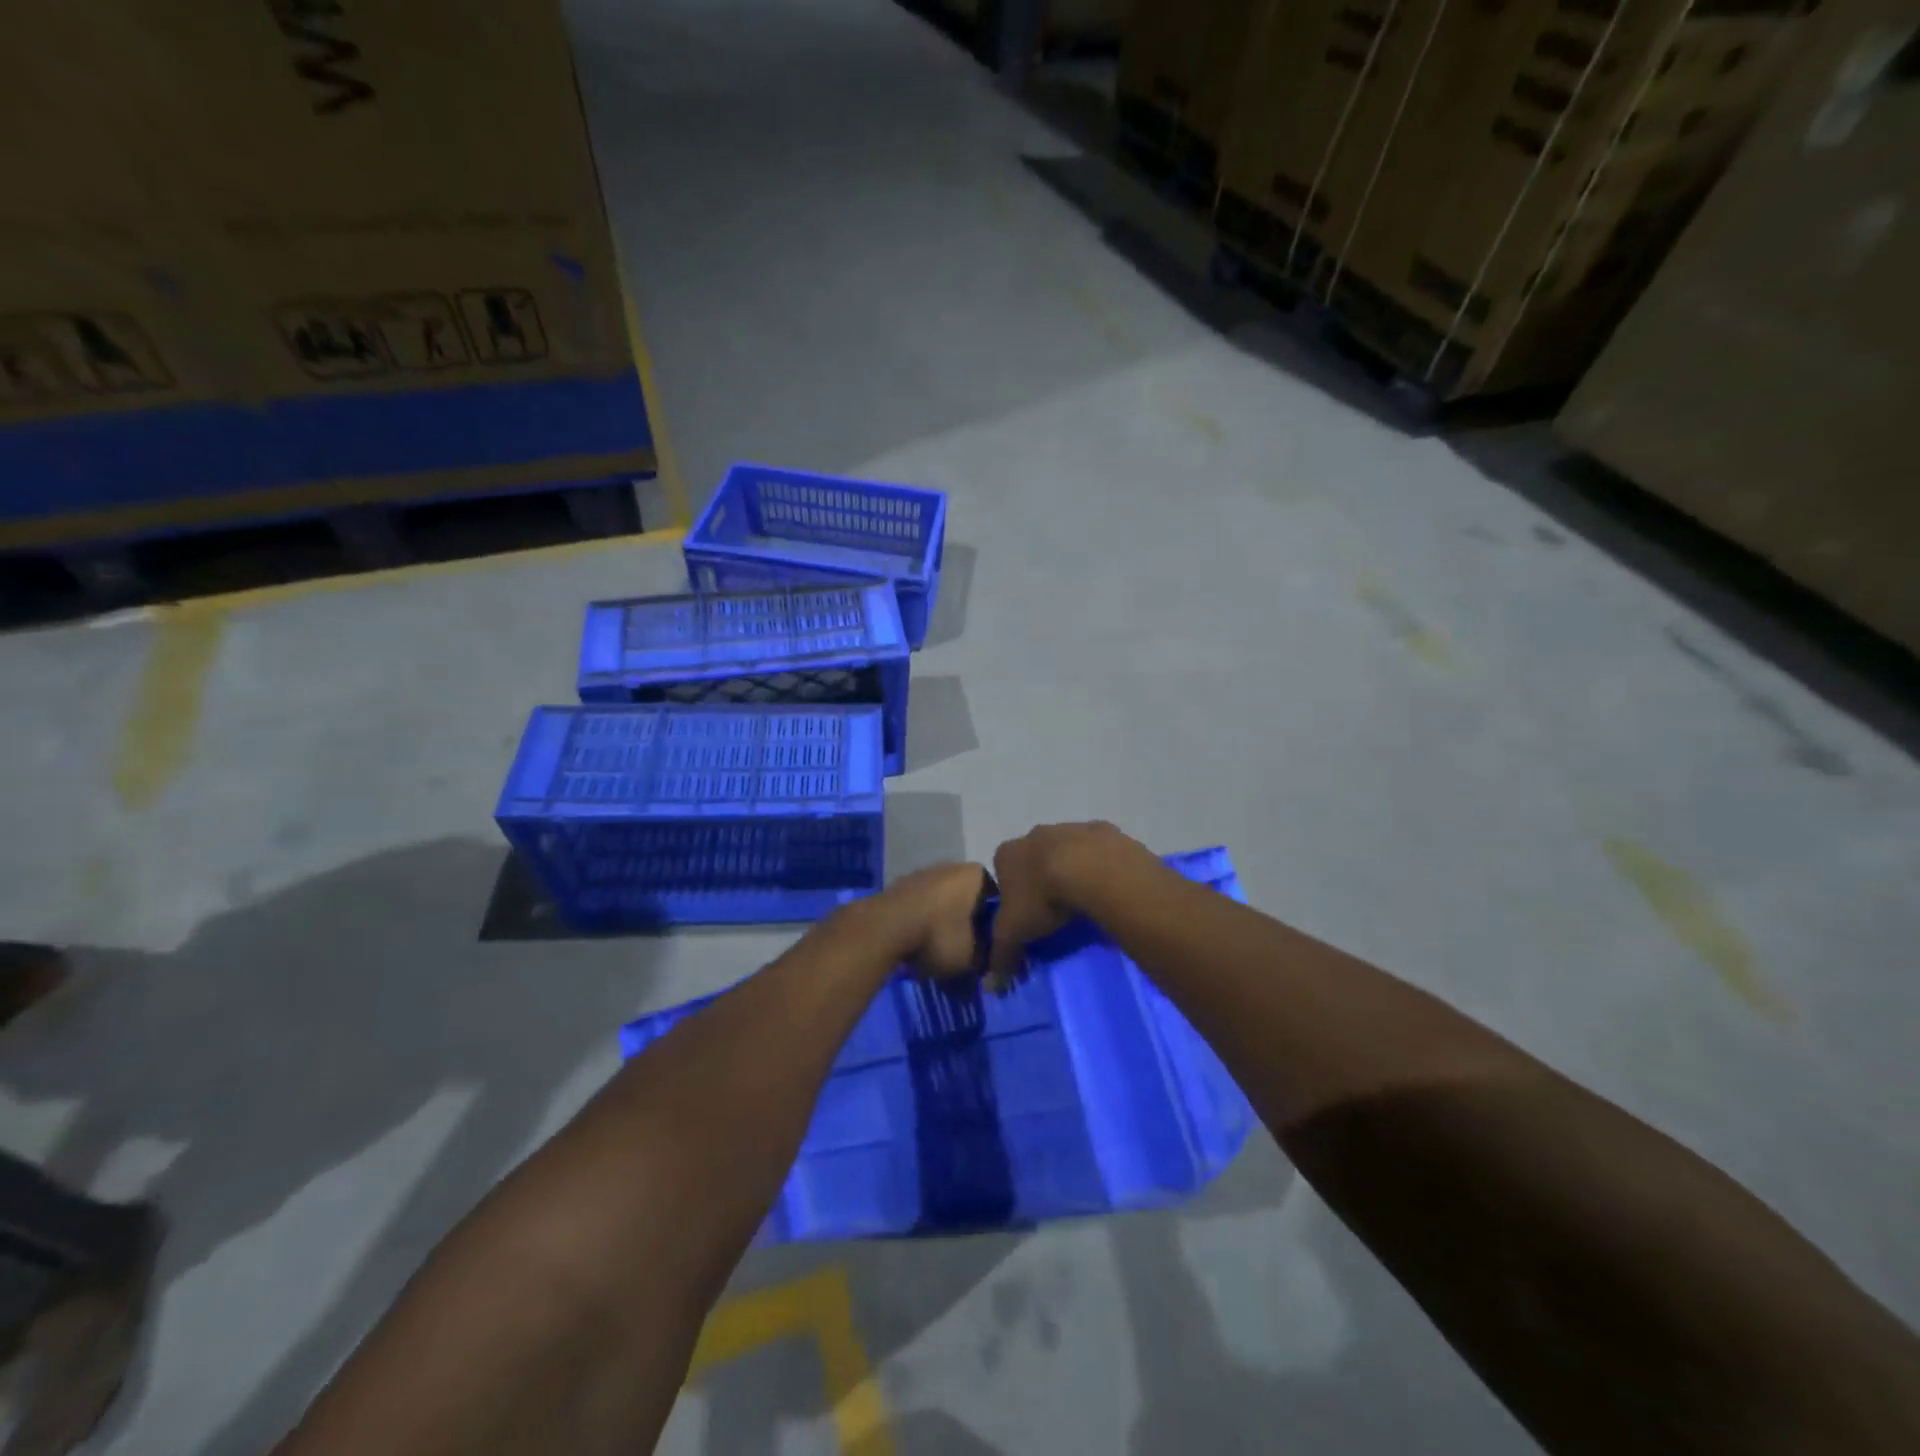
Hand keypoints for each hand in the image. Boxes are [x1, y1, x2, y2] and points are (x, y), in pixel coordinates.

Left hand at [873, 863, 992, 979]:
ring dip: (943, 924)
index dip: (995, 925)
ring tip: (938, 952)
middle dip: (968, 923)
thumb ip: (985, 958)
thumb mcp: (973, 957)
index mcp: (976, 874)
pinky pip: (920, 907)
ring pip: (942, 902)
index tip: (989, 947)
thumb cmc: (938, 935)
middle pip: (968, 899)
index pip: (996, 900)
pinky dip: (922, 923)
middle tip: (965, 952)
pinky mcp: (900, 885)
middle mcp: (951, 866)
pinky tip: (918, 944)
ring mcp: (923, 873)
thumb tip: (985, 962)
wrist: (885, 927)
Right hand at [986, 822, 1156, 989]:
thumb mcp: (1014, 933)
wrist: (1090, 869)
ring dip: (1072, 870)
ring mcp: (1070, 828)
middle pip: (1034, 859)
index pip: (1002, 873)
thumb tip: (992, 986)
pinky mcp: (1102, 831)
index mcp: (1008, 853)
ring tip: (1084, 902)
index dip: (1012, 894)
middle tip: (1055, 910)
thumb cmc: (1042, 898)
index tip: (1026, 916)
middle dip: (1042, 879)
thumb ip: (1001, 955)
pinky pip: (1098, 851)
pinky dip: (1100, 866)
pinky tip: (1106, 888)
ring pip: (1067, 851)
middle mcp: (1035, 834)